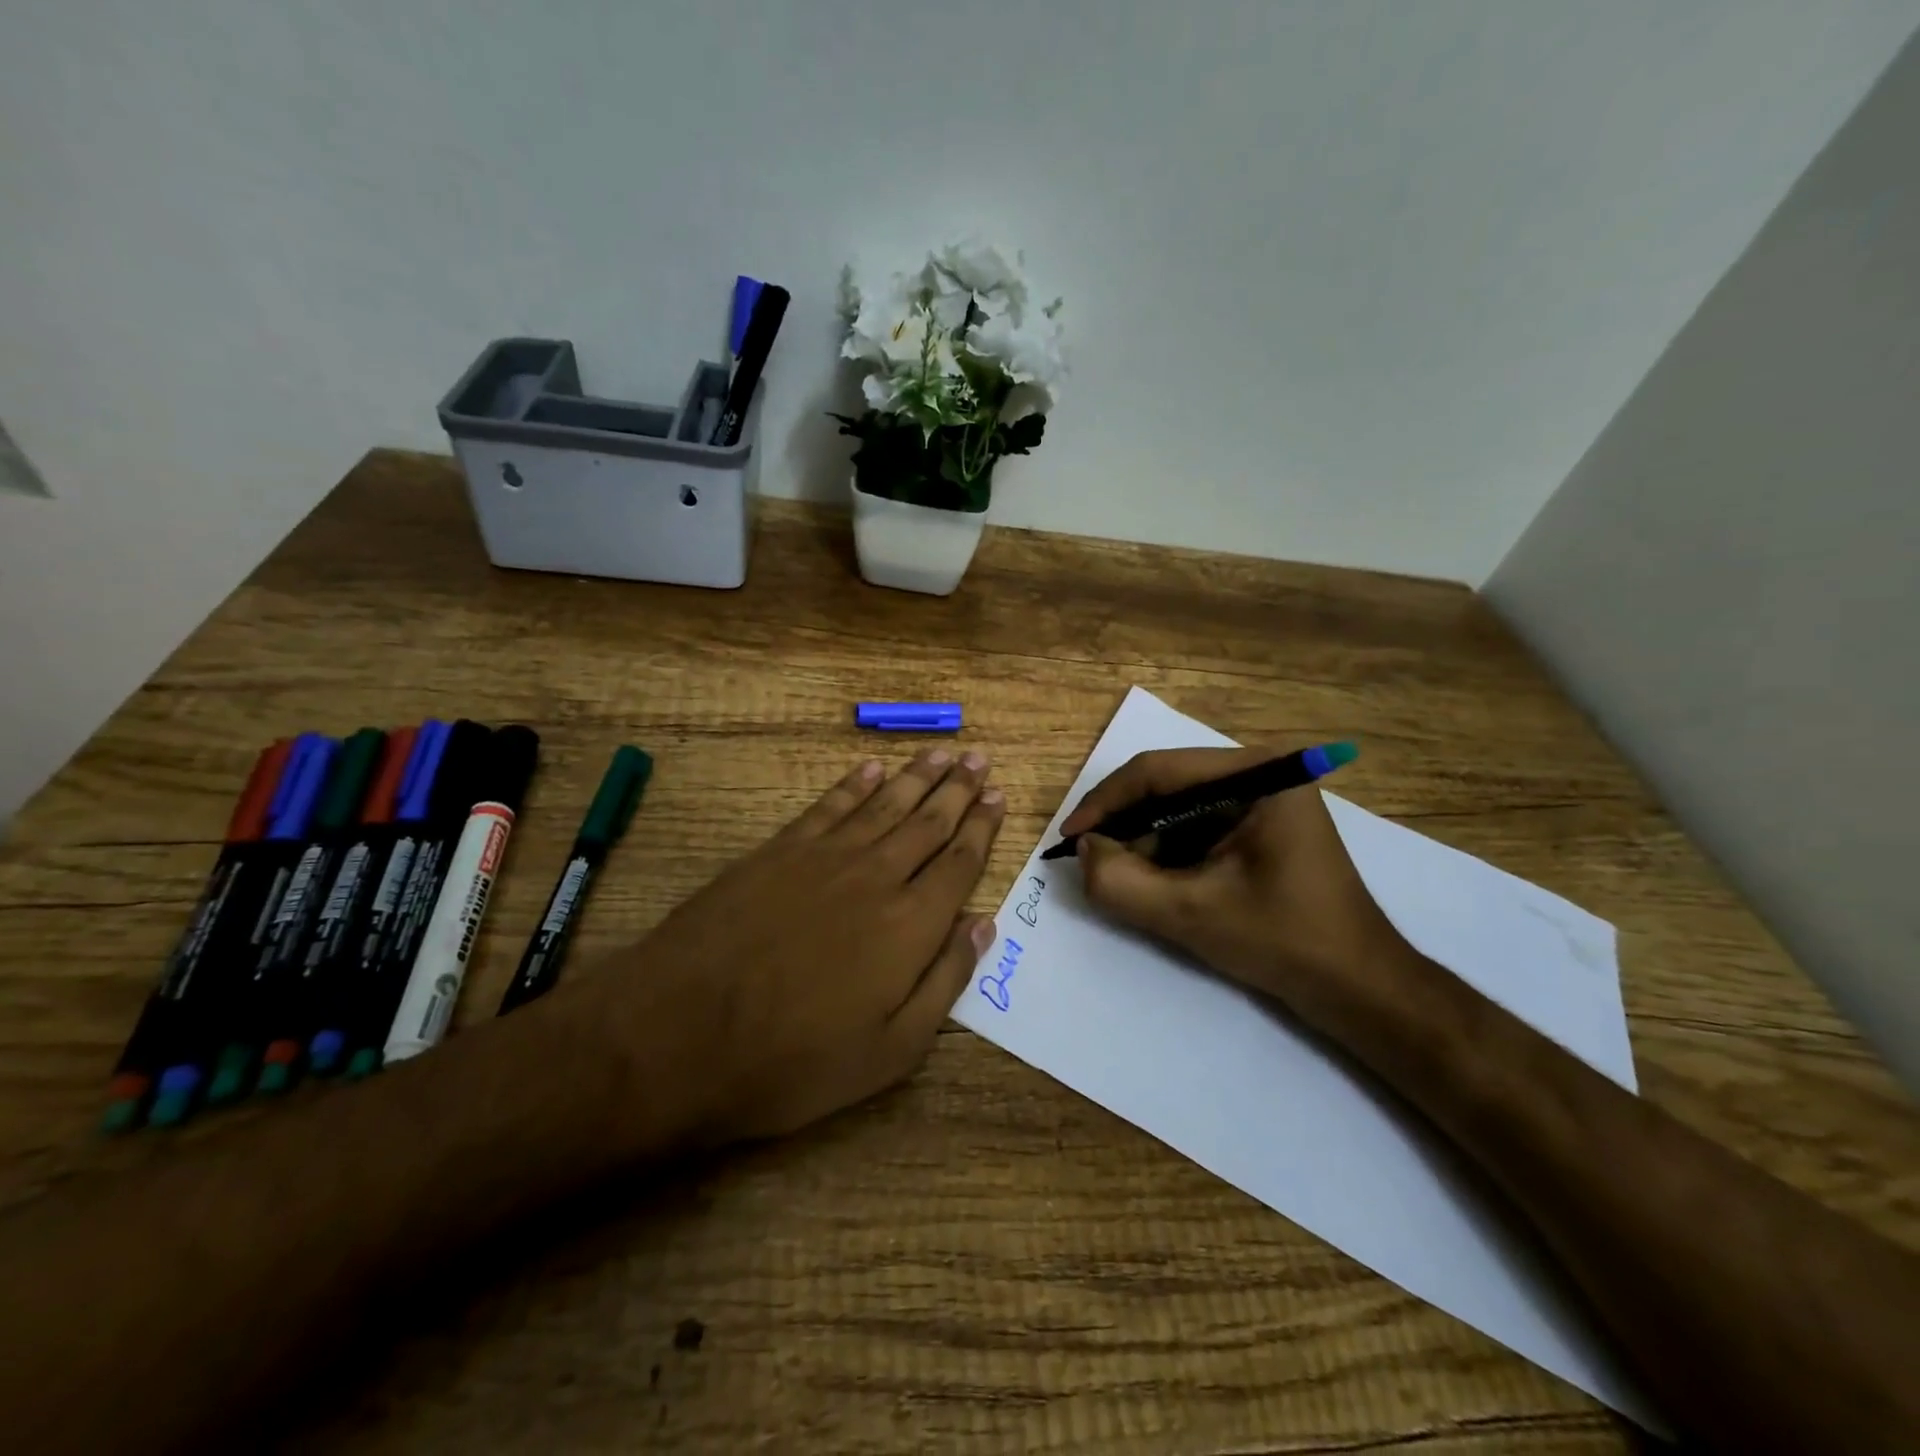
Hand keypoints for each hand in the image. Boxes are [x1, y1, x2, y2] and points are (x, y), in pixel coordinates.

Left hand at [592, 747, 1005, 1146]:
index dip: (982, 827)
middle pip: (928, 821)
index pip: (959, 863)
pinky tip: (872, 768)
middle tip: (979, 759)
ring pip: (885, 803)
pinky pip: (829, 806)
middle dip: (959, 789)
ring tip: (942, 754)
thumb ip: (944, 981)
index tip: (998, 796)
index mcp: (911, 925)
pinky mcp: (779, 851)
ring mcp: (825, 857)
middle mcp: (877, 876)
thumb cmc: (793, 1060)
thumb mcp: (890, 1051)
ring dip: (917, 777)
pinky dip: (854, 784)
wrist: (681, 1033)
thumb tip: (982, 925)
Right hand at [1063, 746, 1418, 1036]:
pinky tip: (1158, 883)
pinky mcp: (1262, 826)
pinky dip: (1168, 852)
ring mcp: (1264, 799)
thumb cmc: (1283, 942)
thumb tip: (1085, 851)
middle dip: (1125, 825)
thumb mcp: (1190, 914)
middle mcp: (1261, 772)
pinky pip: (1197, 825)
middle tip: (1093, 862)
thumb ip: (1121, 882)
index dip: (1104, 803)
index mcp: (1256, 774)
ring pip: (1177, 806)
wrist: (1359, 987)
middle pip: (1167, 785)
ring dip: (1144, 841)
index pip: (1157, 771)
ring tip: (1124, 879)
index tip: (1070, 839)